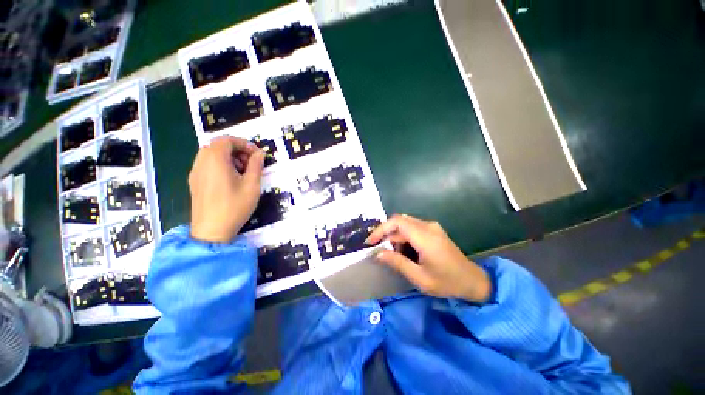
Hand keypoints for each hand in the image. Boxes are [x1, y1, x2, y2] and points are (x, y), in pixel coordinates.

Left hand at [188, 136, 264, 242]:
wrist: (211, 231)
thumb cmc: (235, 206)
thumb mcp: (252, 185)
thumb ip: (256, 166)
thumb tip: (260, 153)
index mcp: (215, 159)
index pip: (227, 140)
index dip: (245, 144)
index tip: (257, 155)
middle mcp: (201, 162)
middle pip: (218, 145)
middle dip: (237, 150)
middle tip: (251, 163)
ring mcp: (195, 172)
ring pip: (211, 155)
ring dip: (229, 158)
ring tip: (242, 172)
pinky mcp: (194, 182)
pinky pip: (207, 165)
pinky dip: (220, 165)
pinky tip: (230, 180)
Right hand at [365, 214, 491, 302]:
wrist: (473, 281)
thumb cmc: (447, 282)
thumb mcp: (419, 277)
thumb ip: (397, 262)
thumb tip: (378, 254)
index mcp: (425, 237)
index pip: (397, 222)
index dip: (381, 229)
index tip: (371, 242)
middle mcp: (428, 226)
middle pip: (400, 221)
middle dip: (386, 234)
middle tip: (379, 249)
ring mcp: (432, 227)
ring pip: (405, 224)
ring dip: (395, 236)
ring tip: (392, 253)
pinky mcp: (433, 230)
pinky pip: (412, 227)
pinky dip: (403, 236)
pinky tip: (404, 251)